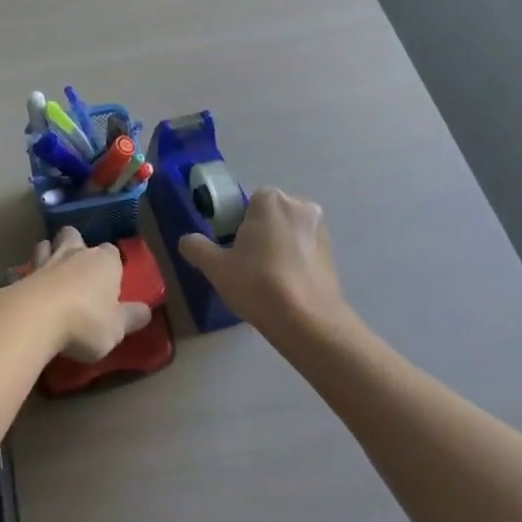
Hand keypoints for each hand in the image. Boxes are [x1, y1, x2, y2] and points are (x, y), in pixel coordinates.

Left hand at [8, 229, 149, 362]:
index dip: (111, 263)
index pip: (112, 252)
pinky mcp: (19, 276)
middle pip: (74, 236)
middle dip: (74, 243)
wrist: (35, 319)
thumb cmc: (86, 322)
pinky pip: (19, 272)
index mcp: (104, 262)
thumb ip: (131, 318)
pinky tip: (20, 288)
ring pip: (44, 245)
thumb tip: (146, 311)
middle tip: (75, 263)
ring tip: (48, 271)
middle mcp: (74, 254)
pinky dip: (20, 277)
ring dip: (46, 254)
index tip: (111, 280)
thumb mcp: (117, 328)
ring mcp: (43, 262)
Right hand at [177, 188, 350, 341]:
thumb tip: (187, 240)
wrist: (309, 322)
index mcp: (271, 199)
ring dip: (278, 246)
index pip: (247, 202)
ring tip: (266, 279)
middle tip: (246, 264)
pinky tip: (286, 286)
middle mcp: (300, 205)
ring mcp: (321, 229)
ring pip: (289, 232)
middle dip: (259, 233)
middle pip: (270, 214)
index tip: (232, 249)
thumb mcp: (216, 267)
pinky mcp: (333, 253)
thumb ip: (196, 247)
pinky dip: (295, 260)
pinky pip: (305, 249)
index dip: (236, 224)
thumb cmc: (259, 284)